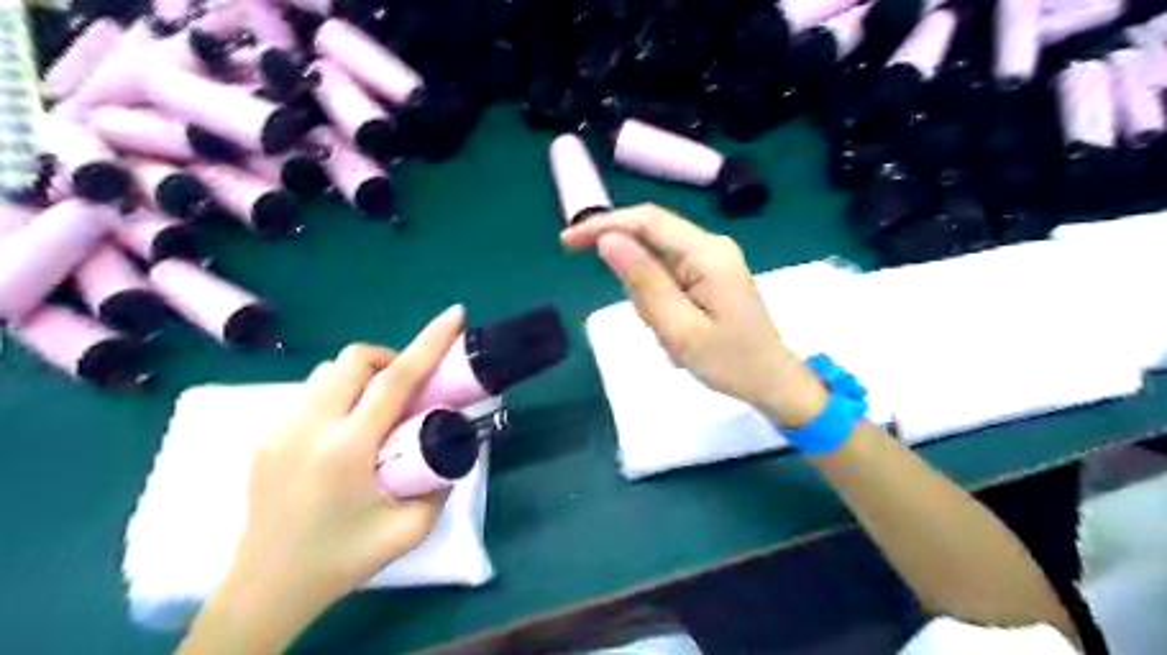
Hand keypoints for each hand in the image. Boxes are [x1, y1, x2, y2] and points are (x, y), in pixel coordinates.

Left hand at [176, 306, 464, 653]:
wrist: (266, 589)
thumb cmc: (342, 559)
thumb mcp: (410, 529)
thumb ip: (440, 484)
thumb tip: (451, 449)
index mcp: (347, 449)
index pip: (396, 380)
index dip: (429, 342)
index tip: (453, 314)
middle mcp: (310, 427)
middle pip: (354, 360)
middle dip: (390, 358)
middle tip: (409, 388)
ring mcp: (280, 428)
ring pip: (328, 372)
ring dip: (362, 376)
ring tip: (377, 410)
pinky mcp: (265, 436)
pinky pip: (311, 393)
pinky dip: (339, 394)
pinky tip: (346, 432)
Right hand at [561, 207, 824, 427]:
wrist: (772, 379)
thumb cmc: (729, 361)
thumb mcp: (679, 329)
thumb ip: (643, 282)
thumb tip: (608, 240)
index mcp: (707, 253)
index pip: (647, 221)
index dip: (604, 224)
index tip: (568, 241)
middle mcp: (711, 245)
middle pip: (652, 237)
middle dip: (632, 272)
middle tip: (648, 322)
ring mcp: (714, 258)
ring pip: (659, 259)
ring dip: (650, 295)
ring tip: (671, 335)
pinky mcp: (711, 273)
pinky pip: (671, 274)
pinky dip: (661, 299)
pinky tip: (677, 328)